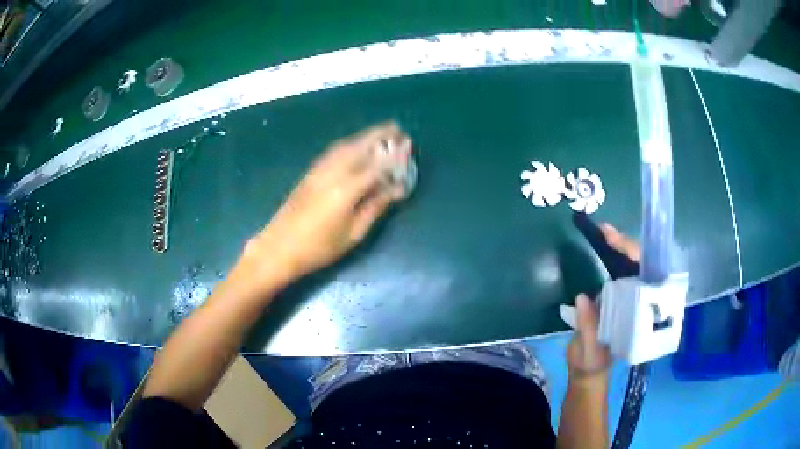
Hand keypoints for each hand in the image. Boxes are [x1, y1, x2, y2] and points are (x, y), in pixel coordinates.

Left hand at [245, 122, 410, 286]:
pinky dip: (349, 143)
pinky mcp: (310, 172)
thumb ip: (375, 207)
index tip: (408, 143)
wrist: (279, 247)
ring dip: (364, 136)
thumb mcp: (353, 233)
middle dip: (379, 134)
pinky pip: (334, 151)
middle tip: (397, 127)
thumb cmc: (319, 247)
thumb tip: (395, 189)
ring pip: (345, 145)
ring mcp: (319, 170)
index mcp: (347, 189)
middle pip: (359, 146)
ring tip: (380, 132)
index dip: (394, 154)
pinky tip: (355, 146)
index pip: (377, 165)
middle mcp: (333, 172)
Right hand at [567, 224, 639, 378]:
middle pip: (641, 267)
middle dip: (627, 246)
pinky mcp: (616, 295)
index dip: (634, 259)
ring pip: (631, 266)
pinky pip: (618, 270)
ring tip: (604, 232)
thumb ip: (588, 329)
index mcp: (639, 315)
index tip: (616, 243)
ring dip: (620, 246)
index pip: (644, 280)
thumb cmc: (592, 363)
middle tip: (606, 231)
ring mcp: (628, 297)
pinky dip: (611, 254)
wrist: (587, 369)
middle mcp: (638, 302)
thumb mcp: (589, 352)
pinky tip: (602, 243)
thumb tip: (583, 298)